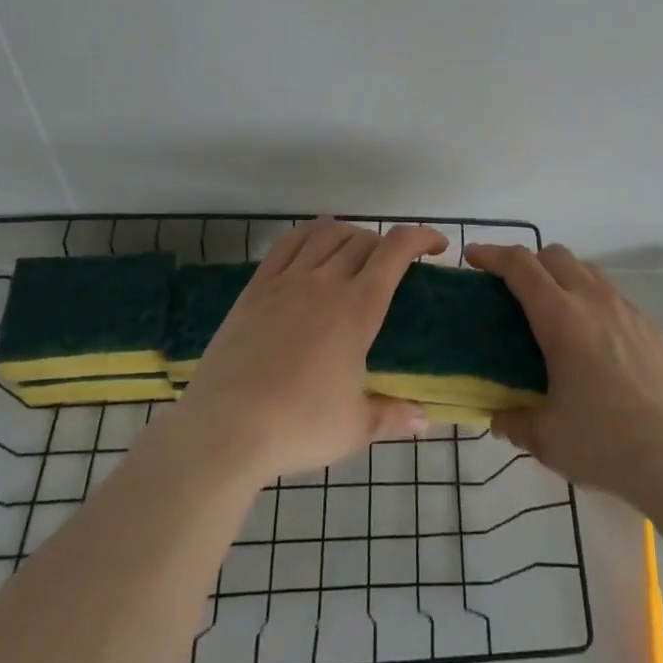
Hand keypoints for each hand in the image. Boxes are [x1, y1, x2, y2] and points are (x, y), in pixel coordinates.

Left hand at [175, 218, 439, 483]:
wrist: (224, 430)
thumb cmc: (298, 427)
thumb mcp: (354, 427)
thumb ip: (392, 416)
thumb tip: (425, 421)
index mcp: (358, 309)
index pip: (396, 251)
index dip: (422, 238)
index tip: (437, 247)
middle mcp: (325, 282)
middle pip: (363, 240)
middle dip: (386, 246)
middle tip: (393, 269)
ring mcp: (287, 280)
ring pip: (326, 233)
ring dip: (350, 234)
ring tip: (355, 252)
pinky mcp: (256, 288)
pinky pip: (287, 243)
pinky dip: (309, 233)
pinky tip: (314, 244)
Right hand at [464, 241, 662, 508]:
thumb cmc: (605, 443)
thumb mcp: (547, 438)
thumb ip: (515, 421)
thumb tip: (499, 417)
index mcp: (561, 318)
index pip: (520, 266)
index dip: (493, 255)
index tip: (474, 256)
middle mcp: (594, 301)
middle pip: (555, 255)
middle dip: (528, 262)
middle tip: (512, 290)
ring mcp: (627, 310)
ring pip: (587, 271)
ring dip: (562, 278)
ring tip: (553, 313)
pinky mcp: (650, 327)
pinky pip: (612, 296)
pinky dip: (592, 301)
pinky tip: (593, 341)